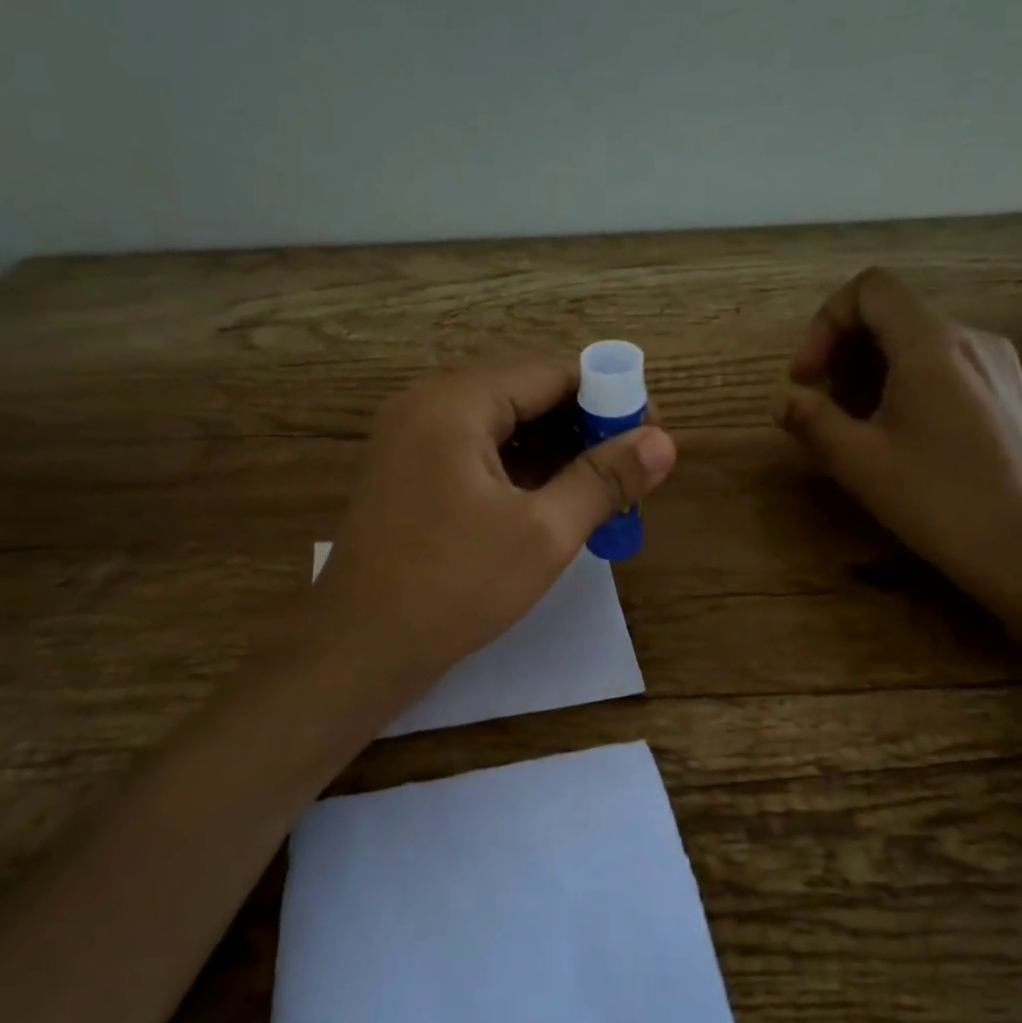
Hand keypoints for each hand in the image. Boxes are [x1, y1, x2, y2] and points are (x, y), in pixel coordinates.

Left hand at [309, 355, 676, 708]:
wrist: (357, 650)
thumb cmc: (453, 587)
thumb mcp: (542, 533)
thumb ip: (604, 479)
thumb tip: (664, 441)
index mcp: (454, 401)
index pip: (550, 372)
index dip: (609, 397)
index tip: (650, 435)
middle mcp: (426, 403)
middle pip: (524, 392)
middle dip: (582, 426)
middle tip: (629, 470)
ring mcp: (410, 438)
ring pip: (501, 424)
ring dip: (553, 451)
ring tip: (600, 491)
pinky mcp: (407, 472)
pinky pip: (476, 451)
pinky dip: (519, 469)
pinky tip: (552, 502)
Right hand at [772, 267, 1021, 631]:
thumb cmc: (937, 498)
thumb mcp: (858, 461)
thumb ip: (811, 419)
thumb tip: (783, 401)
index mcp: (931, 343)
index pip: (869, 289)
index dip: (825, 323)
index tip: (807, 378)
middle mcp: (969, 338)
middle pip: (891, 314)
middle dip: (843, 352)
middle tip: (824, 408)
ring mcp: (997, 365)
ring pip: (917, 342)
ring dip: (871, 371)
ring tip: (857, 427)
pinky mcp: (1009, 393)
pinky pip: (945, 366)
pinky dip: (906, 383)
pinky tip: (900, 436)